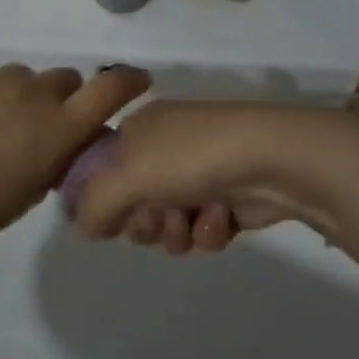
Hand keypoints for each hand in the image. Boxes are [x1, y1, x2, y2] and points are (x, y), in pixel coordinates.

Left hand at [0, 64, 151, 252]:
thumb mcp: (25, 195)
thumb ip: (49, 164)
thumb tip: (53, 150)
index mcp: (56, 127)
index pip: (110, 89)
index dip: (129, 81)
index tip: (138, 81)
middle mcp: (31, 92)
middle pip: (64, 79)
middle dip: (62, 98)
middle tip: (39, 126)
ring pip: (19, 79)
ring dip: (17, 98)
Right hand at [71, 101, 334, 253]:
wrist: (274, 159)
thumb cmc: (192, 157)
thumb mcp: (127, 176)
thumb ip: (94, 205)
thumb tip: (84, 228)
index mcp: (138, 128)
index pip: (101, 169)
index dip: (103, 198)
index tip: (111, 216)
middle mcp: (165, 147)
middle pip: (133, 202)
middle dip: (145, 220)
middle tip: (158, 218)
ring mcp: (198, 172)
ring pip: (167, 222)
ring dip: (177, 230)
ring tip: (193, 219)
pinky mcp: (228, 198)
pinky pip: (201, 228)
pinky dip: (208, 230)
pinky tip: (221, 219)